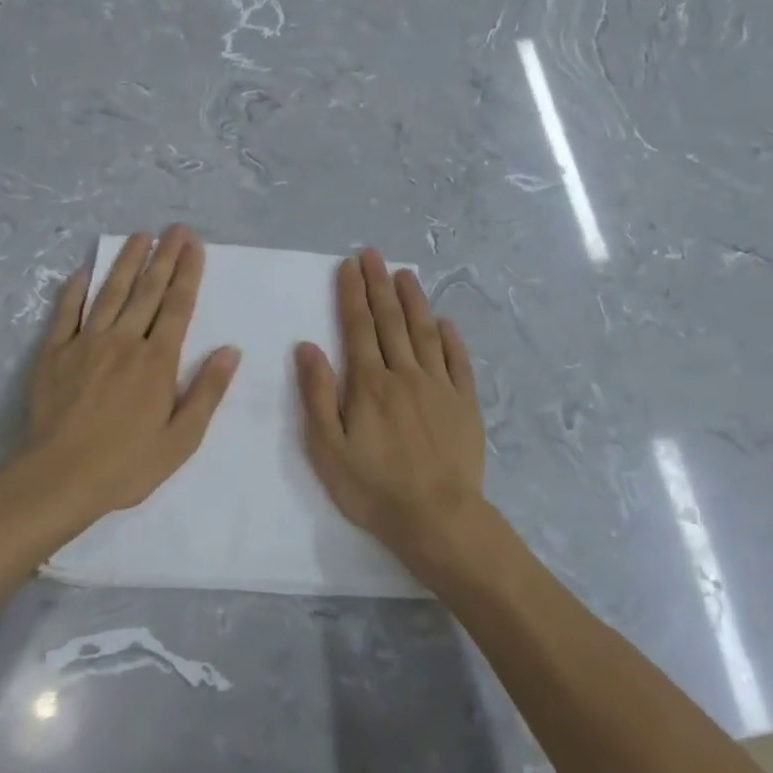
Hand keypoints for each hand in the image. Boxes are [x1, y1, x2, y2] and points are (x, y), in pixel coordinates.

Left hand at [15, 226, 238, 536]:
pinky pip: (66, 312)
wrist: (57, 479)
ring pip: (110, 293)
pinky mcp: (54, 353)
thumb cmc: (126, 464)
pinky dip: (76, 288)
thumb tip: (231, 350)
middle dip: (164, 257)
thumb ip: (207, 392)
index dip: (187, 273)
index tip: (194, 245)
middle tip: (175, 229)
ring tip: (140, 236)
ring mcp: (86, 343)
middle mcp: (124, 341)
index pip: (178, 306)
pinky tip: (85, 269)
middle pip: (148, 291)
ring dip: (127, 262)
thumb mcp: (182, 439)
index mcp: (157, 361)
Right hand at [295, 249, 488, 569]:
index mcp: (369, 383)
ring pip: (424, 332)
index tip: (350, 265)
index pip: (358, 327)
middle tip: (374, 254)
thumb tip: (308, 346)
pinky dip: (450, 338)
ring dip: (414, 300)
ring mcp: (439, 386)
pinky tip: (445, 322)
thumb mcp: (328, 449)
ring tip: (406, 274)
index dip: (352, 294)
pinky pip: (457, 361)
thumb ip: (318, 395)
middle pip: (390, 320)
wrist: (437, 518)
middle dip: (380, 285)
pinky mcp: (465, 403)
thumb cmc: (374, 488)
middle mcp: (405, 374)